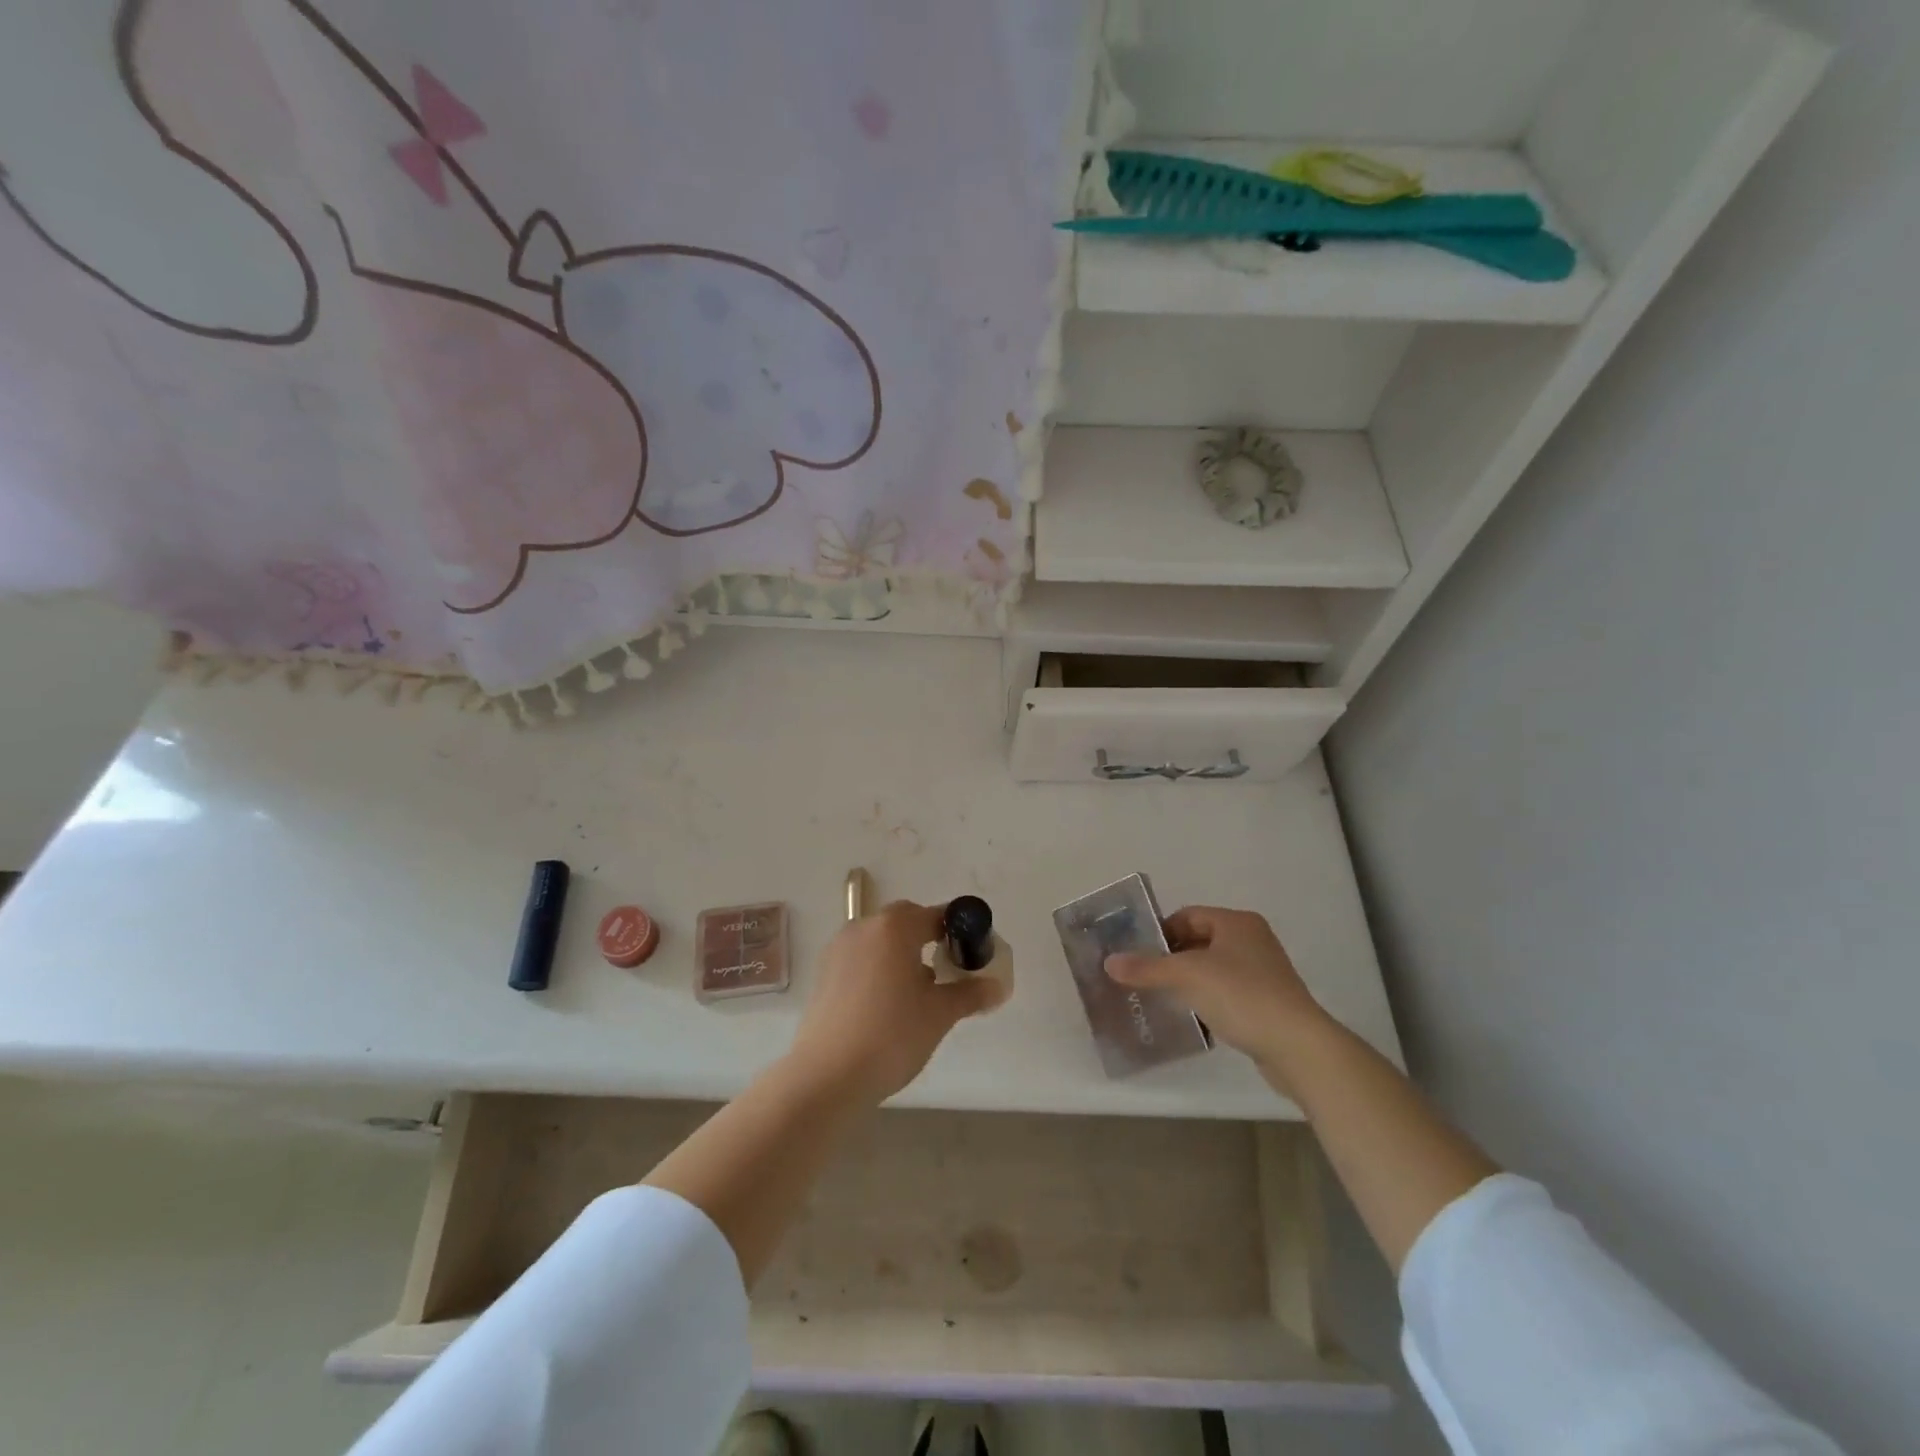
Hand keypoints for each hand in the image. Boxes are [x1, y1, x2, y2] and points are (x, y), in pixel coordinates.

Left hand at [787, 900, 1006, 1104]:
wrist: (828, 1075)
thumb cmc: (892, 1035)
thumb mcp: (940, 1014)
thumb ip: (969, 993)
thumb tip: (997, 987)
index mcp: (894, 927)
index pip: (935, 915)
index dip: (958, 931)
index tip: (972, 954)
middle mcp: (863, 927)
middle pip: (904, 921)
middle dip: (928, 938)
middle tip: (947, 971)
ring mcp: (839, 949)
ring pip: (879, 940)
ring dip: (901, 953)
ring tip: (917, 992)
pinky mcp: (824, 973)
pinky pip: (860, 958)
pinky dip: (878, 968)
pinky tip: (887, 1004)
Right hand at [1105, 906, 1331, 1092]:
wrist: (1298, 1046)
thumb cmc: (1242, 996)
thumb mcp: (1188, 976)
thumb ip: (1147, 968)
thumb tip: (1109, 962)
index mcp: (1236, 922)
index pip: (1188, 915)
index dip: (1160, 932)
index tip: (1139, 956)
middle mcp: (1252, 939)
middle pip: (1199, 941)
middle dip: (1171, 958)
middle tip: (1144, 977)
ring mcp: (1263, 971)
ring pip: (1212, 968)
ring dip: (1188, 980)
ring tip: (1162, 997)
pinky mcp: (1267, 1001)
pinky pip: (1227, 991)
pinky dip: (1207, 998)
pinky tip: (1193, 1016)